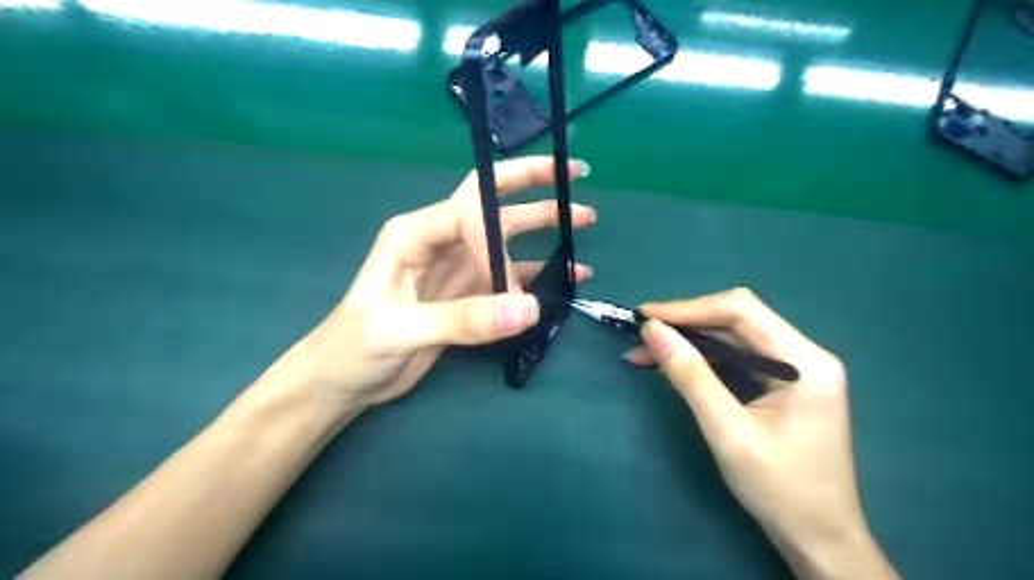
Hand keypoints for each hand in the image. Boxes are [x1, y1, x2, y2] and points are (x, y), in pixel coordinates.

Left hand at [262, 157, 593, 421]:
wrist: (344, 380)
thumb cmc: (353, 348)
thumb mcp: (397, 331)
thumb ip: (462, 320)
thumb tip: (529, 309)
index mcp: (414, 234)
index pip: (468, 212)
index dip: (497, 240)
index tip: (510, 287)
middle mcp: (439, 241)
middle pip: (490, 201)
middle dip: (530, 184)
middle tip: (574, 174)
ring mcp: (457, 267)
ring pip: (507, 237)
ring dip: (543, 225)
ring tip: (583, 219)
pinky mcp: (468, 294)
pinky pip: (510, 276)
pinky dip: (539, 272)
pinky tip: (568, 274)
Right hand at [630, 293, 897, 579]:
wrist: (819, 539)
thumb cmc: (779, 489)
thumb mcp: (727, 431)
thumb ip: (690, 375)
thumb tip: (653, 330)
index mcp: (806, 362)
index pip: (742, 311)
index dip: (689, 308)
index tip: (645, 316)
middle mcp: (805, 354)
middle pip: (737, 319)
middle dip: (686, 323)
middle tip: (642, 334)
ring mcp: (796, 369)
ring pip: (733, 337)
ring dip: (690, 341)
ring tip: (646, 352)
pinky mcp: (783, 383)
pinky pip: (737, 357)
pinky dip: (703, 358)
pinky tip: (674, 365)